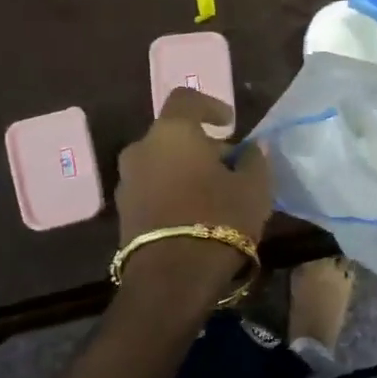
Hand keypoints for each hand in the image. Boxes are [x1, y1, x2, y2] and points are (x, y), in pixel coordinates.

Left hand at [115, 89, 273, 288]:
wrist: (171, 278)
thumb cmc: (219, 218)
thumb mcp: (254, 187)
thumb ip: (255, 159)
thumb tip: (251, 148)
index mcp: (172, 132)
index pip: (186, 99)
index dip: (209, 106)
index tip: (229, 123)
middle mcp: (141, 149)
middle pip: (172, 135)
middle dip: (199, 145)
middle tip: (227, 165)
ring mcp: (126, 182)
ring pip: (159, 164)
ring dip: (182, 171)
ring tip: (211, 193)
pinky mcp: (122, 213)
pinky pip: (150, 190)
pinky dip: (170, 193)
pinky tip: (193, 214)